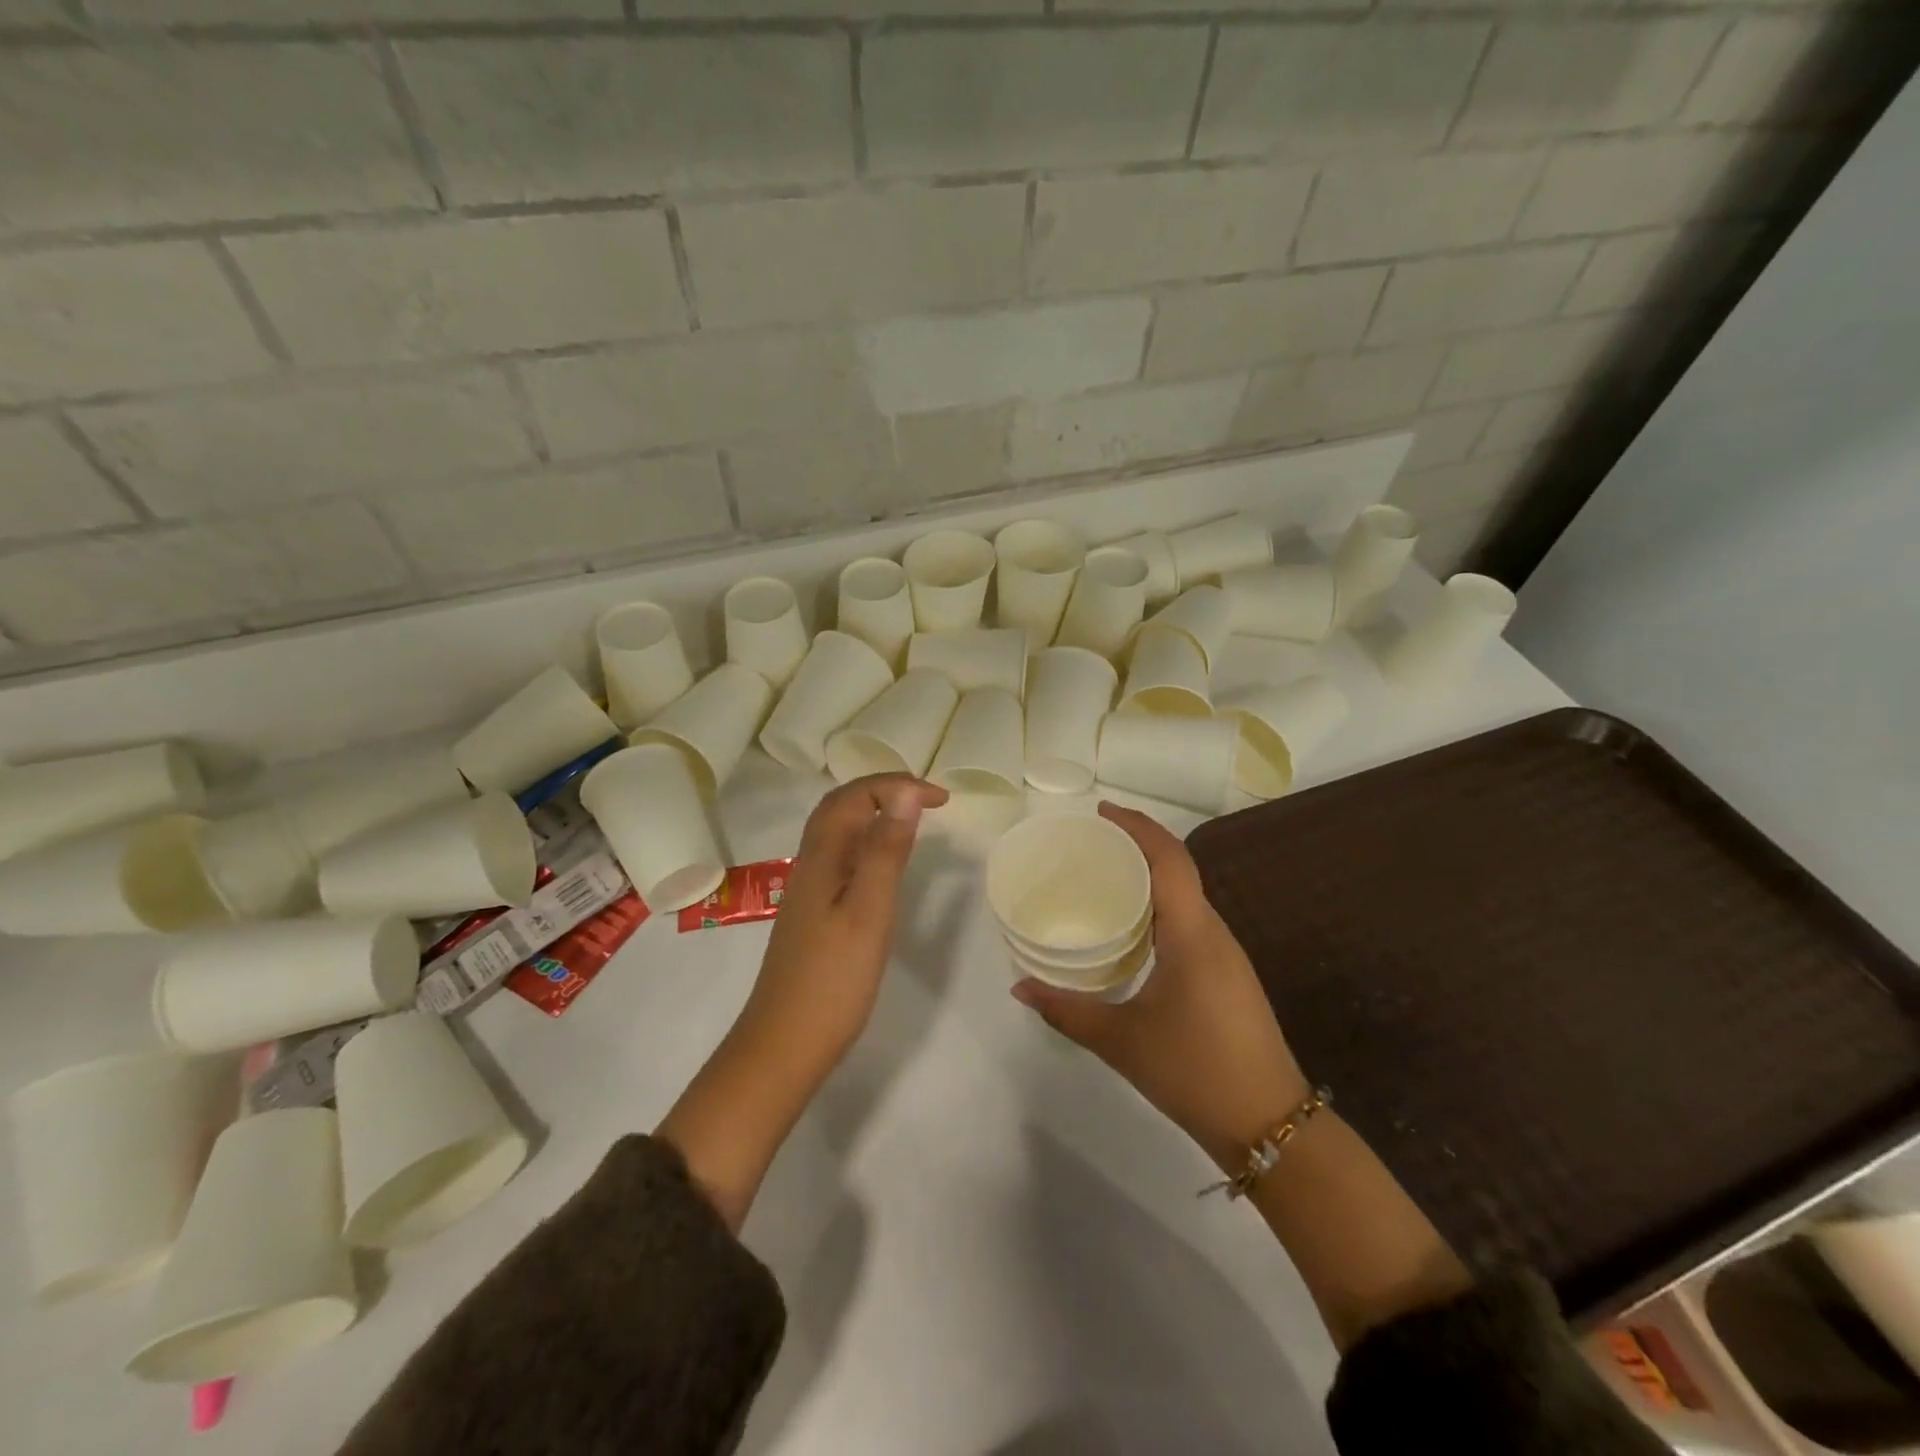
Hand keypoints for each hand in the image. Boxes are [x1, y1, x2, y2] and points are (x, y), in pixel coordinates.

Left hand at [737, 773, 947, 1076]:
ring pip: (838, 832)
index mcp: (822, 857)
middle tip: (927, 800)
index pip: (855, 796)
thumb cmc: (833, 980)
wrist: (784, 1044)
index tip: (942, 799)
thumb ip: (885, 851)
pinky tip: (883, 866)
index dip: (898, 785)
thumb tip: (906, 793)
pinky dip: (867, 843)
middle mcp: (811, 864)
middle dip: (883, 790)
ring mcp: (809, 890)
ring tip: (912, 821)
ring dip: (874, 814)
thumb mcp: (869, 911)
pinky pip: (840, 858)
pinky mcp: (814, 913)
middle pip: (840, 806)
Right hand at [1012, 802, 1309, 1170]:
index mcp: (1192, 933)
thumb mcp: (1120, 1040)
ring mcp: (1226, 954)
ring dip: (1151, 875)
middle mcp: (1213, 932)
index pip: (1170, 859)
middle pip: (1179, 868)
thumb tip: (1019, 987)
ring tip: (1105, 876)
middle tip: (1090, 843)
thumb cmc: (1194, 1071)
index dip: (1138, 827)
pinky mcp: (1227, 975)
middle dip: (1138, 845)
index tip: (1101, 813)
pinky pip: (1191, 920)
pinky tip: (1133, 926)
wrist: (1270, 1124)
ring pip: (1187, 895)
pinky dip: (1160, 905)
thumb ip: (1067, 1010)